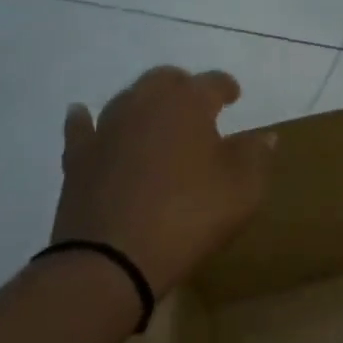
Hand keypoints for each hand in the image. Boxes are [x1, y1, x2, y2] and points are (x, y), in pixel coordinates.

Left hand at [51, 67, 273, 294]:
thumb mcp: (244, 188)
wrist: (110, 262)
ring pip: (127, 99)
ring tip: (156, 117)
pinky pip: (82, 129)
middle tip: (196, 105)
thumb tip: (264, 136)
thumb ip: (256, 156)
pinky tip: (83, 115)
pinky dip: (86, 120)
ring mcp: (106, 130)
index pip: (212, 82)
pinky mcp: (78, 160)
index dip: (226, 87)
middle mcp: (145, 105)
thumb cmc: (189, 216)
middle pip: (165, 80)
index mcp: (189, 104)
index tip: (234, 97)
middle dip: (183, 87)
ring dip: (144, 103)